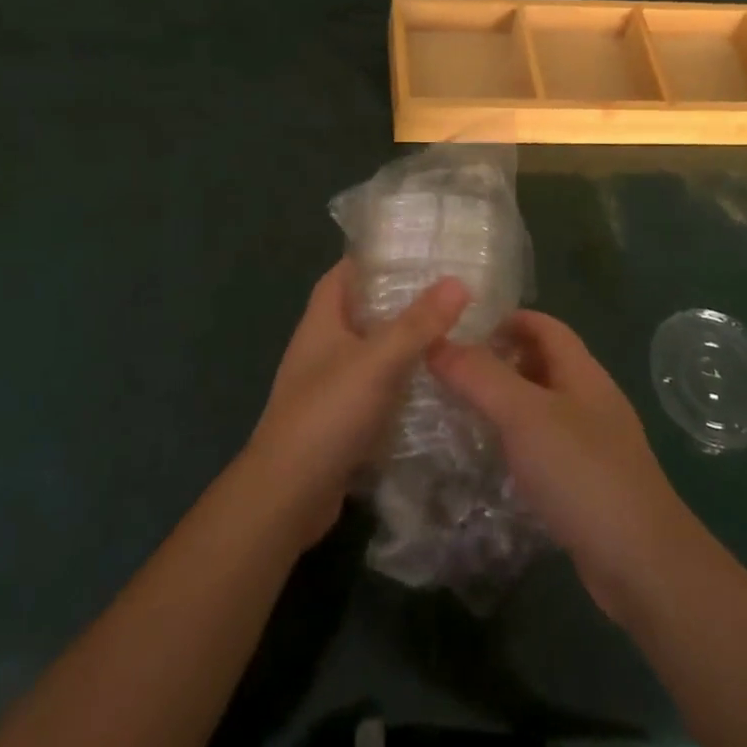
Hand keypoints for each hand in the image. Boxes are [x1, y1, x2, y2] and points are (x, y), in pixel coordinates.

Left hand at [247, 258, 469, 547]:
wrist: (287, 496)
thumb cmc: (327, 413)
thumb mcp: (378, 361)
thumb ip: (418, 323)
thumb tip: (458, 281)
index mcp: (321, 319)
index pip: (346, 272)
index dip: (376, 258)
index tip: (417, 251)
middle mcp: (321, 346)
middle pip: (362, 310)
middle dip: (399, 301)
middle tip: (447, 293)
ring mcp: (328, 385)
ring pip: (370, 352)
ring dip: (402, 344)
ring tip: (450, 334)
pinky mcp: (339, 420)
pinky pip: (373, 389)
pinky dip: (398, 384)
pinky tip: (433, 386)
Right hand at [427, 310, 700, 624]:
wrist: (643, 565)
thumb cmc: (582, 472)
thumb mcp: (523, 414)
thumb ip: (479, 376)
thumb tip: (436, 342)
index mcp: (581, 371)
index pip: (543, 325)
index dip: (505, 319)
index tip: (461, 330)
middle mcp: (590, 399)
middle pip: (542, 362)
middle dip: (499, 360)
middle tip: (452, 373)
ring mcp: (593, 443)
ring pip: (542, 406)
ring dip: (506, 403)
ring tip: (463, 412)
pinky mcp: (589, 483)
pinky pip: (547, 446)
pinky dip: (519, 443)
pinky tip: (495, 461)